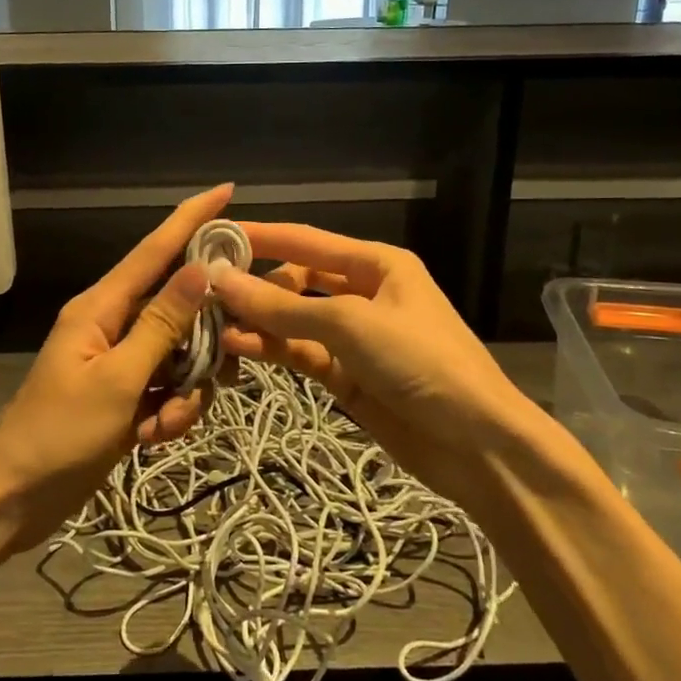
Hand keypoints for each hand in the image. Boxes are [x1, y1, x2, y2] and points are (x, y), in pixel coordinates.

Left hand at [0, 184, 232, 549]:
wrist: (18, 498)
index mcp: (101, 307)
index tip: (227, 190)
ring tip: (162, 424)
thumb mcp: (118, 379)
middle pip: (180, 309)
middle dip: (205, 342)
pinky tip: (152, 439)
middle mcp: (114, 325)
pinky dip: (172, 412)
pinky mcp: (129, 394)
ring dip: (187, 391)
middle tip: (226, 366)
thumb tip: (200, 269)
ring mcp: (122, 361)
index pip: (154, 250)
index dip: (191, 219)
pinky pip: (171, 387)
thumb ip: (162, 324)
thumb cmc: (60, 434)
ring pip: (183, 354)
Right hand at [213, 223, 536, 491]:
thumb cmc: (420, 361)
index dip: (259, 236)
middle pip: (296, 280)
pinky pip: (300, 353)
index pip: (306, 240)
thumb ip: (282, 307)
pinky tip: (238, 347)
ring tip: (213, 324)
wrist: (475, 444)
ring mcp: (353, 337)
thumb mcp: (350, 324)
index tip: (211, 236)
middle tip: (205, 293)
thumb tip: (219, 281)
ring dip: (257, 321)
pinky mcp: (345, 376)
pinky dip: (271, 350)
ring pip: (293, 320)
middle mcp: (362, 293)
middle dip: (255, 285)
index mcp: (376, 264)